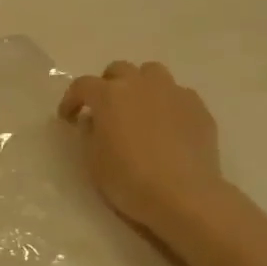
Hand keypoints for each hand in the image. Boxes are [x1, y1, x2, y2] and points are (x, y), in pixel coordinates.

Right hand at [59, 61, 222, 236]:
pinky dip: (166, 103)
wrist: (183, 195)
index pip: (82, 85)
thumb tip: (94, 120)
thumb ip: (89, 133)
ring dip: (139, 85)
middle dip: (107, 85)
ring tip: (139, 110)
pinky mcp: (198, 107)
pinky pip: (177, 94)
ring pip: (152, 73)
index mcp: (109, 95)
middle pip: (119, 70)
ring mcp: (173, 92)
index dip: (71, 100)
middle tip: (105, 110)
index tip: (68, 118)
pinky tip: (167, 126)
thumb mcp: (94, 160)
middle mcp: (141, 84)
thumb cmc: (129, 179)